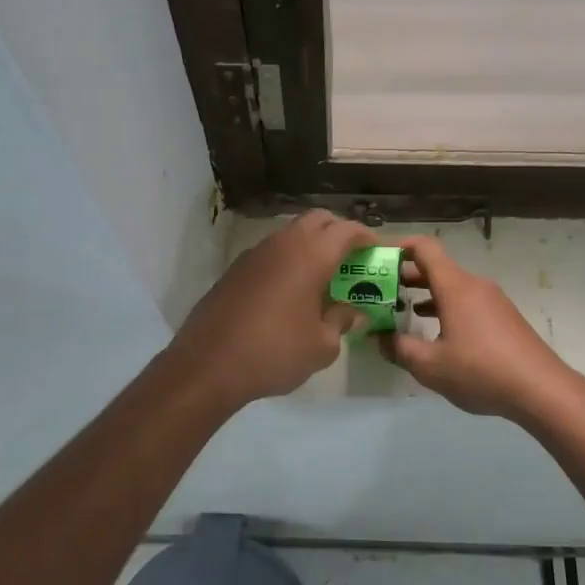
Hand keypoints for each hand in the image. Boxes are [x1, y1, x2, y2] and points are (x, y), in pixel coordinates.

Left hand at [166, 210, 375, 410]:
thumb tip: (354, 312)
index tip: (377, 250)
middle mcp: (283, 244)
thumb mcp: (321, 346)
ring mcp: (256, 253)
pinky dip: (288, 258)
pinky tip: (290, 288)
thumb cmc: (274, 352)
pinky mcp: (236, 268)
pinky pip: (272, 251)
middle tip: (352, 258)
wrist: (207, 364)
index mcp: (311, 255)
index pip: (347, 229)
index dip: (366, 236)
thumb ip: (342, 321)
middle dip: (339, 232)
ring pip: (292, 232)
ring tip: (323, 274)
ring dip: (312, 244)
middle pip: (318, 219)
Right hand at [381, 235, 579, 422]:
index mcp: (455, 286)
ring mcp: (492, 300)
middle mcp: (474, 285)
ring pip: (451, 286)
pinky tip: (436, 330)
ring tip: (401, 308)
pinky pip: (466, 301)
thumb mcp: (430, 366)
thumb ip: (399, 348)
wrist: (541, 389)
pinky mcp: (503, 317)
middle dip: (405, 274)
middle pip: (436, 267)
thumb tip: (377, 338)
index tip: (376, 257)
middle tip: (379, 289)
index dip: (398, 246)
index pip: (424, 248)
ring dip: (425, 292)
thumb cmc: (481, 371)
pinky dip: (445, 306)